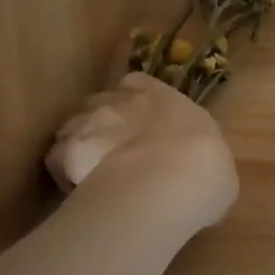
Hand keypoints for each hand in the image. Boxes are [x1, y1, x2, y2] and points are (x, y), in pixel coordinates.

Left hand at [47, 73, 238, 234]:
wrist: (169, 183)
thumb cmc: (206, 170)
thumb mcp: (216, 163)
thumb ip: (198, 157)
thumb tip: (199, 172)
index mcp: (163, 96)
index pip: (138, 84)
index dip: (135, 101)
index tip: (139, 121)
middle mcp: (121, 101)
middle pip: (102, 103)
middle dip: (105, 121)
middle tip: (115, 151)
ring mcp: (89, 122)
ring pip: (74, 125)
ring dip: (81, 142)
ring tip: (92, 172)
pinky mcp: (65, 151)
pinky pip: (57, 158)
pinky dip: (63, 171)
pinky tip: (76, 191)